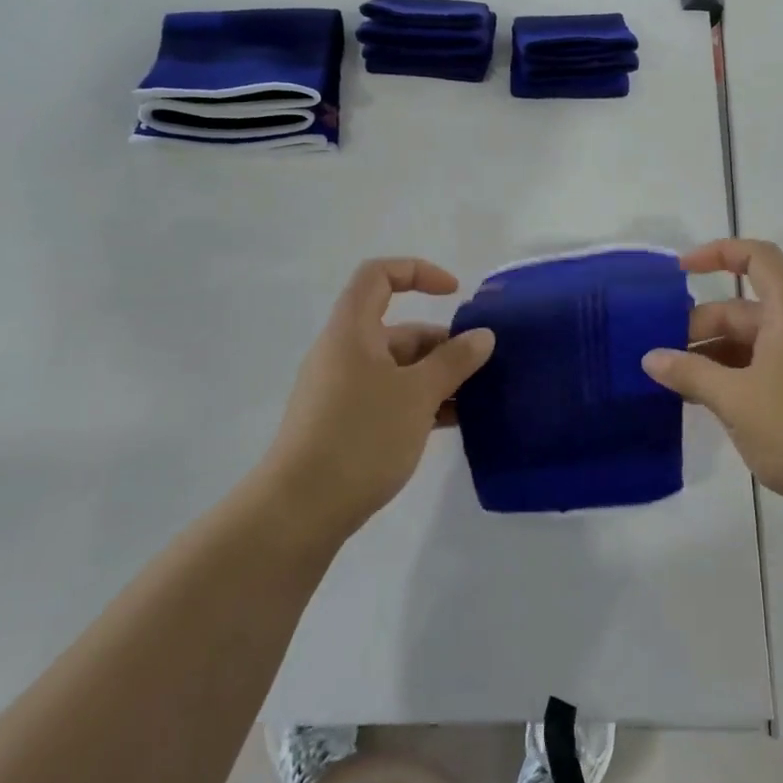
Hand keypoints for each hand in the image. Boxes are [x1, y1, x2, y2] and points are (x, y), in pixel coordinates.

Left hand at [259, 258, 494, 545]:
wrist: (299, 511)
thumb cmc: (361, 436)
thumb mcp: (418, 394)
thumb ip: (454, 360)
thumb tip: (483, 336)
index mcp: (352, 331)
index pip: (379, 275)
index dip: (418, 272)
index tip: (455, 293)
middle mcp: (343, 353)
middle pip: (397, 329)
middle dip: (441, 343)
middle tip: (480, 368)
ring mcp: (342, 391)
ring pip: (397, 369)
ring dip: (436, 378)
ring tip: (475, 400)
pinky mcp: (344, 424)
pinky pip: (389, 398)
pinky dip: (419, 403)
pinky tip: (450, 424)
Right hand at [641, 239, 782, 523]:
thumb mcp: (735, 399)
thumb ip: (690, 373)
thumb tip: (650, 358)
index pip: (758, 258)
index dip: (719, 252)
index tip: (680, 271)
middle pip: (742, 308)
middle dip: (698, 324)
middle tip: (659, 353)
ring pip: (746, 342)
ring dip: (708, 354)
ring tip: (670, 379)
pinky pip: (755, 368)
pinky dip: (726, 375)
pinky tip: (698, 398)